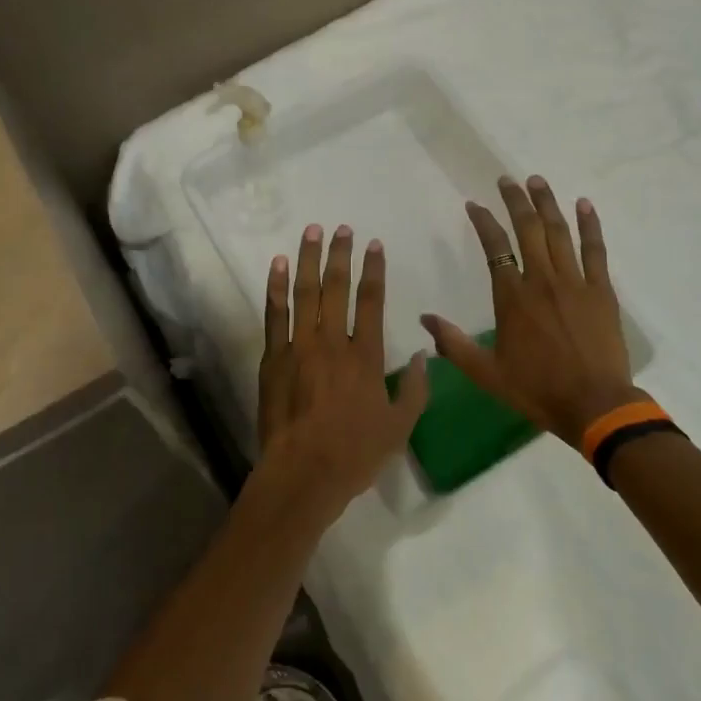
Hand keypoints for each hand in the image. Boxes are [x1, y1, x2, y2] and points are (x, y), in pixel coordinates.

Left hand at [257, 223, 429, 524]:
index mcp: (366, 357)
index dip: (373, 270)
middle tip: (342, 228)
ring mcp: (300, 347)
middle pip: (337, 287)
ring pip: (305, 293)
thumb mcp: (400, 427)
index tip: (373, 244)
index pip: (372, 301)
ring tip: (312, 231)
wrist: (303, 473)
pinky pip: (275, 315)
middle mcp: (333, 342)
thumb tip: (426, 357)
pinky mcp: (274, 358)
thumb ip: (416, 390)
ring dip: (309, 258)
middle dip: (341, 254)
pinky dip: (276, 287)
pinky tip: (278, 264)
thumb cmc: (355, 454)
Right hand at [421, 175, 638, 446]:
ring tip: (537, 181)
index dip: (483, 222)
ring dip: (547, 203)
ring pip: (559, 232)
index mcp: (512, 297)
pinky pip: (595, 250)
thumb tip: (424, 318)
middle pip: (527, 229)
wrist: (595, 406)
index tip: (474, 205)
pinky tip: (584, 205)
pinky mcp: (601, 291)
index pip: (494, 247)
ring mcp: (575, 282)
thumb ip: (453, 344)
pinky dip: (590, 225)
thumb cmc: (537, 389)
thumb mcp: (486, 373)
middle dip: (515, 200)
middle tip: (507, 179)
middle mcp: (541, 280)